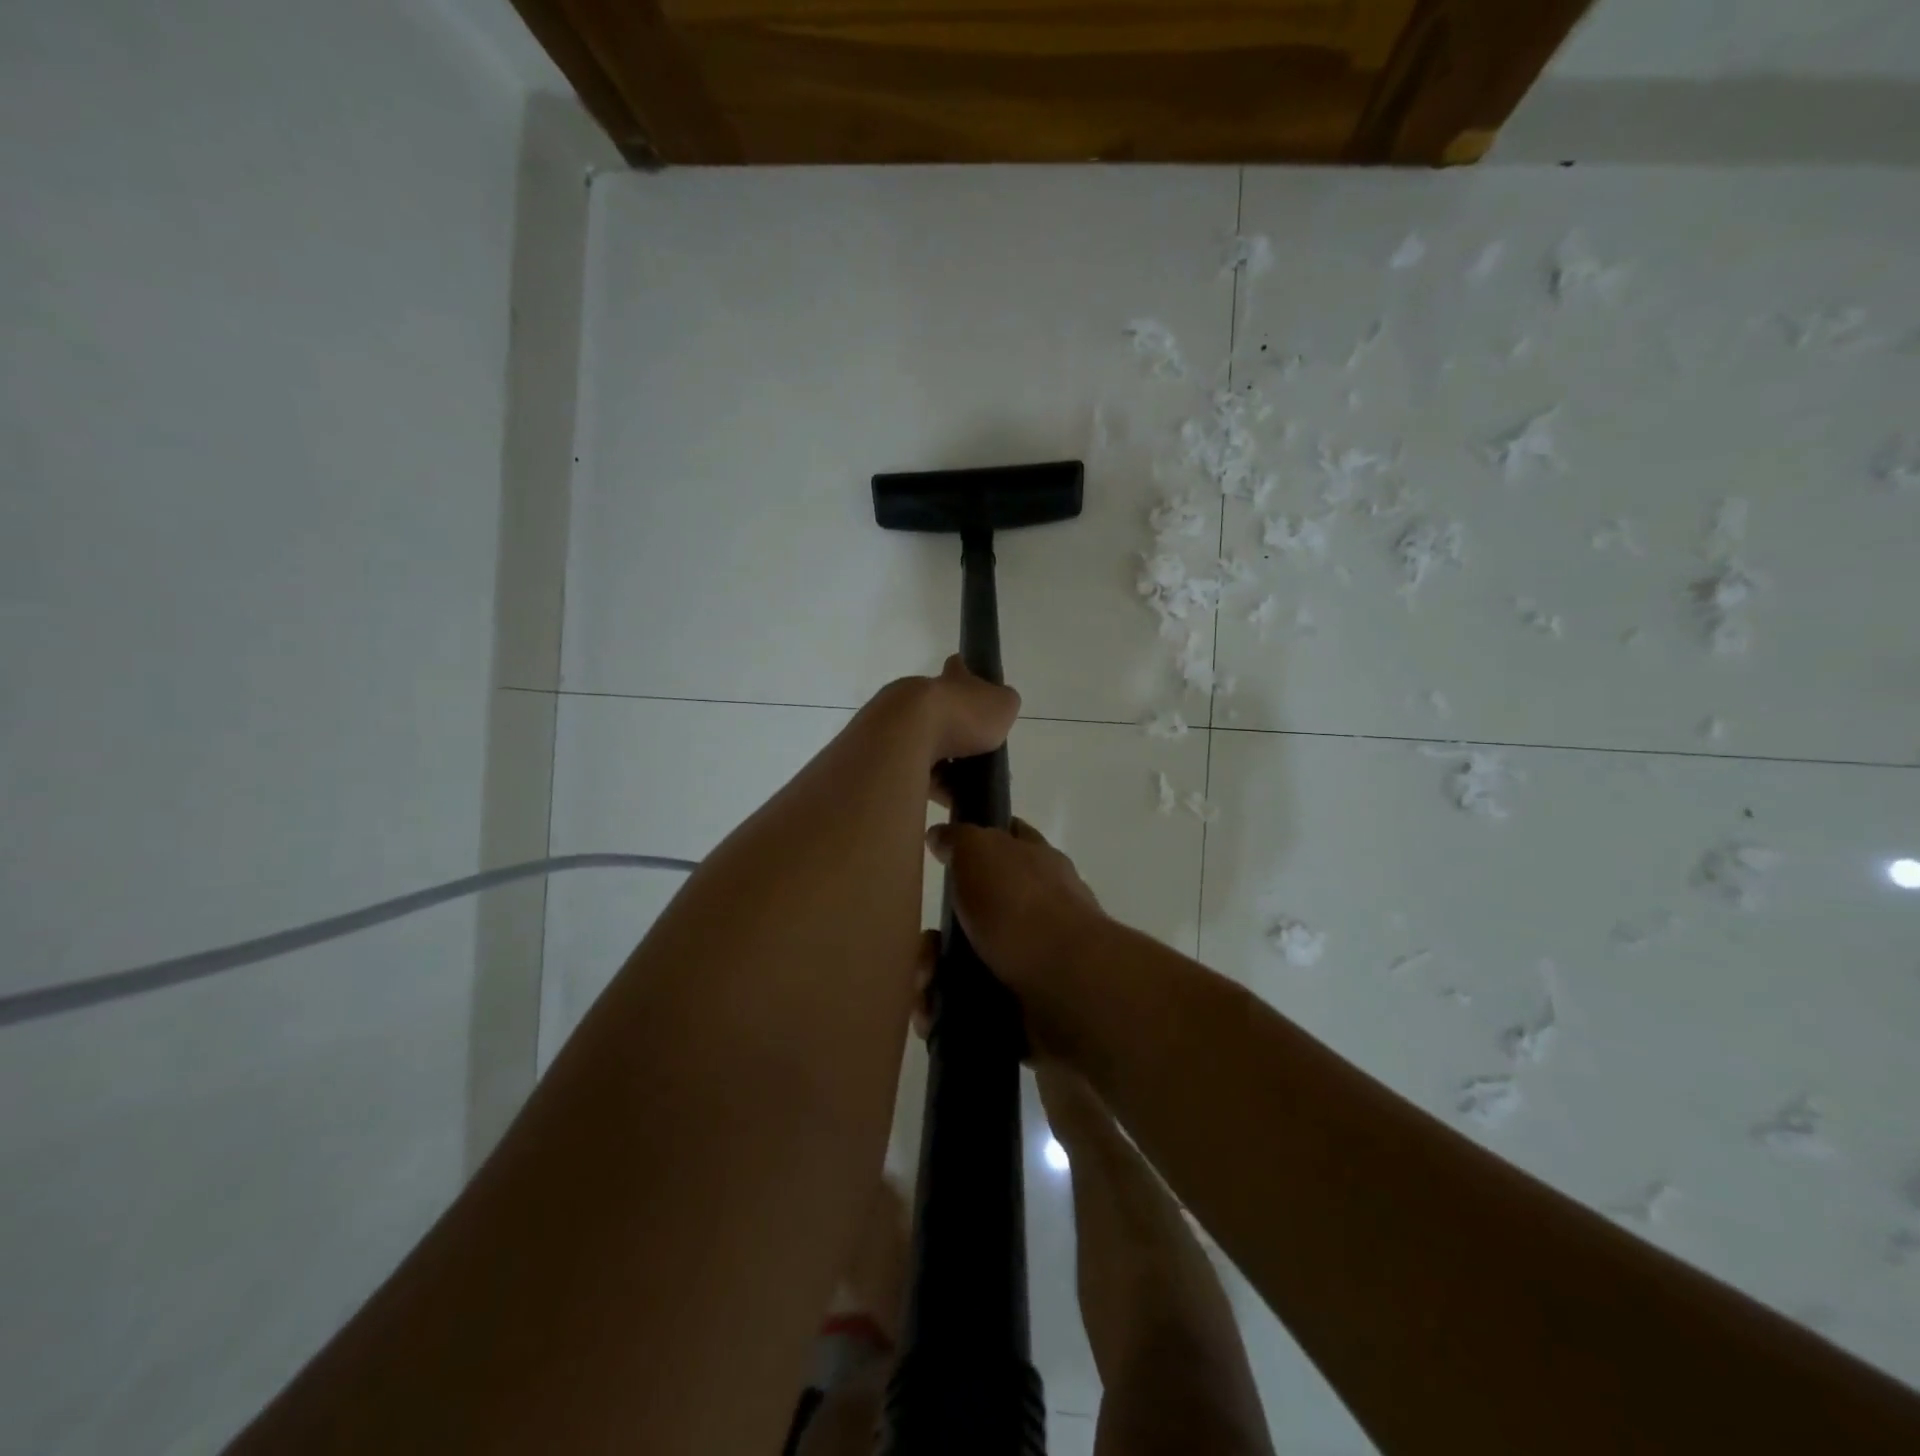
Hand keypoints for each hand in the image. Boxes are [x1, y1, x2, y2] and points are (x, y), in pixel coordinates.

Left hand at [861, 654, 1019, 770]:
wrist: (907, 736)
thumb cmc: (961, 716)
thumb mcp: (1002, 705)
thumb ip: (1004, 704)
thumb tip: (1001, 706)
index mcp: (949, 680)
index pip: (958, 668)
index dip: (967, 675)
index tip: (975, 691)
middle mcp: (919, 695)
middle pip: (939, 711)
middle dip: (955, 732)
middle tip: (977, 756)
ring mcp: (898, 722)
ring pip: (923, 742)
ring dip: (942, 762)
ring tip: (965, 785)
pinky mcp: (885, 751)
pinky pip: (911, 769)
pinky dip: (929, 783)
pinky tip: (947, 799)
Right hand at [923, 818, 1104, 1053]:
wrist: (1067, 988)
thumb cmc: (1022, 907)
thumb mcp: (982, 850)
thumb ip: (960, 839)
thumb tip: (940, 835)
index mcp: (1038, 864)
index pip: (1009, 838)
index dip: (977, 839)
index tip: (942, 851)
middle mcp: (1041, 910)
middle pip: (978, 913)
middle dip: (941, 932)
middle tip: (925, 947)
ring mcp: (1036, 961)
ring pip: (970, 963)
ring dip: (936, 976)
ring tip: (924, 988)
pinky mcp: (1026, 1008)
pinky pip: (973, 1008)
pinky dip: (949, 1011)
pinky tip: (933, 1016)